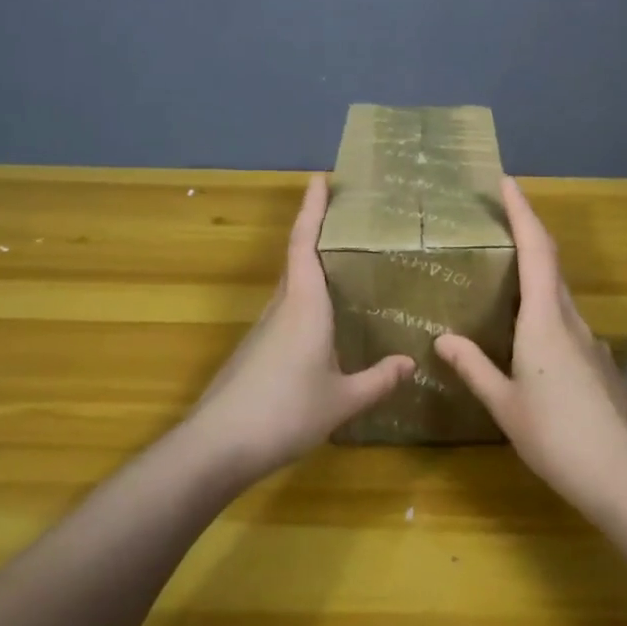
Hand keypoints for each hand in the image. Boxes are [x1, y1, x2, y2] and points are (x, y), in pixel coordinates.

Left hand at [187, 174, 412, 483]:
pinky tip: (324, 326)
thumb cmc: (285, 412)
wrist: (216, 447)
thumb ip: (378, 380)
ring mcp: (263, 330)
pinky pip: (286, 313)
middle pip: (297, 259)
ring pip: (291, 288)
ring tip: (345, 269)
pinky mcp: (254, 352)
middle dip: (317, 232)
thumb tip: (410, 362)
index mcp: (304, 306)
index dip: (312, 209)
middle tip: (348, 220)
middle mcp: (281, 308)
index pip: (305, 243)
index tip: (320, 178)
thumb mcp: (342, 400)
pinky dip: (306, 303)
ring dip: (311, 269)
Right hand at [436, 177, 626, 517]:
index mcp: (545, 320)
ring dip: (536, 274)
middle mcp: (571, 320)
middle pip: (551, 263)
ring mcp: (590, 342)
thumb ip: (474, 367)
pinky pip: (567, 322)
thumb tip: (442, 338)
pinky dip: (545, 310)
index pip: (536, 249)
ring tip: (503, 278)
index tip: (507, 181)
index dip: (522, 211)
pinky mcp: (599, 363)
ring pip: (560, 294)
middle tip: (496, 222)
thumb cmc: (557, 437)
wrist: (625, 480)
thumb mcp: (505, 405)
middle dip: (527, 234)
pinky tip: (529, 338)